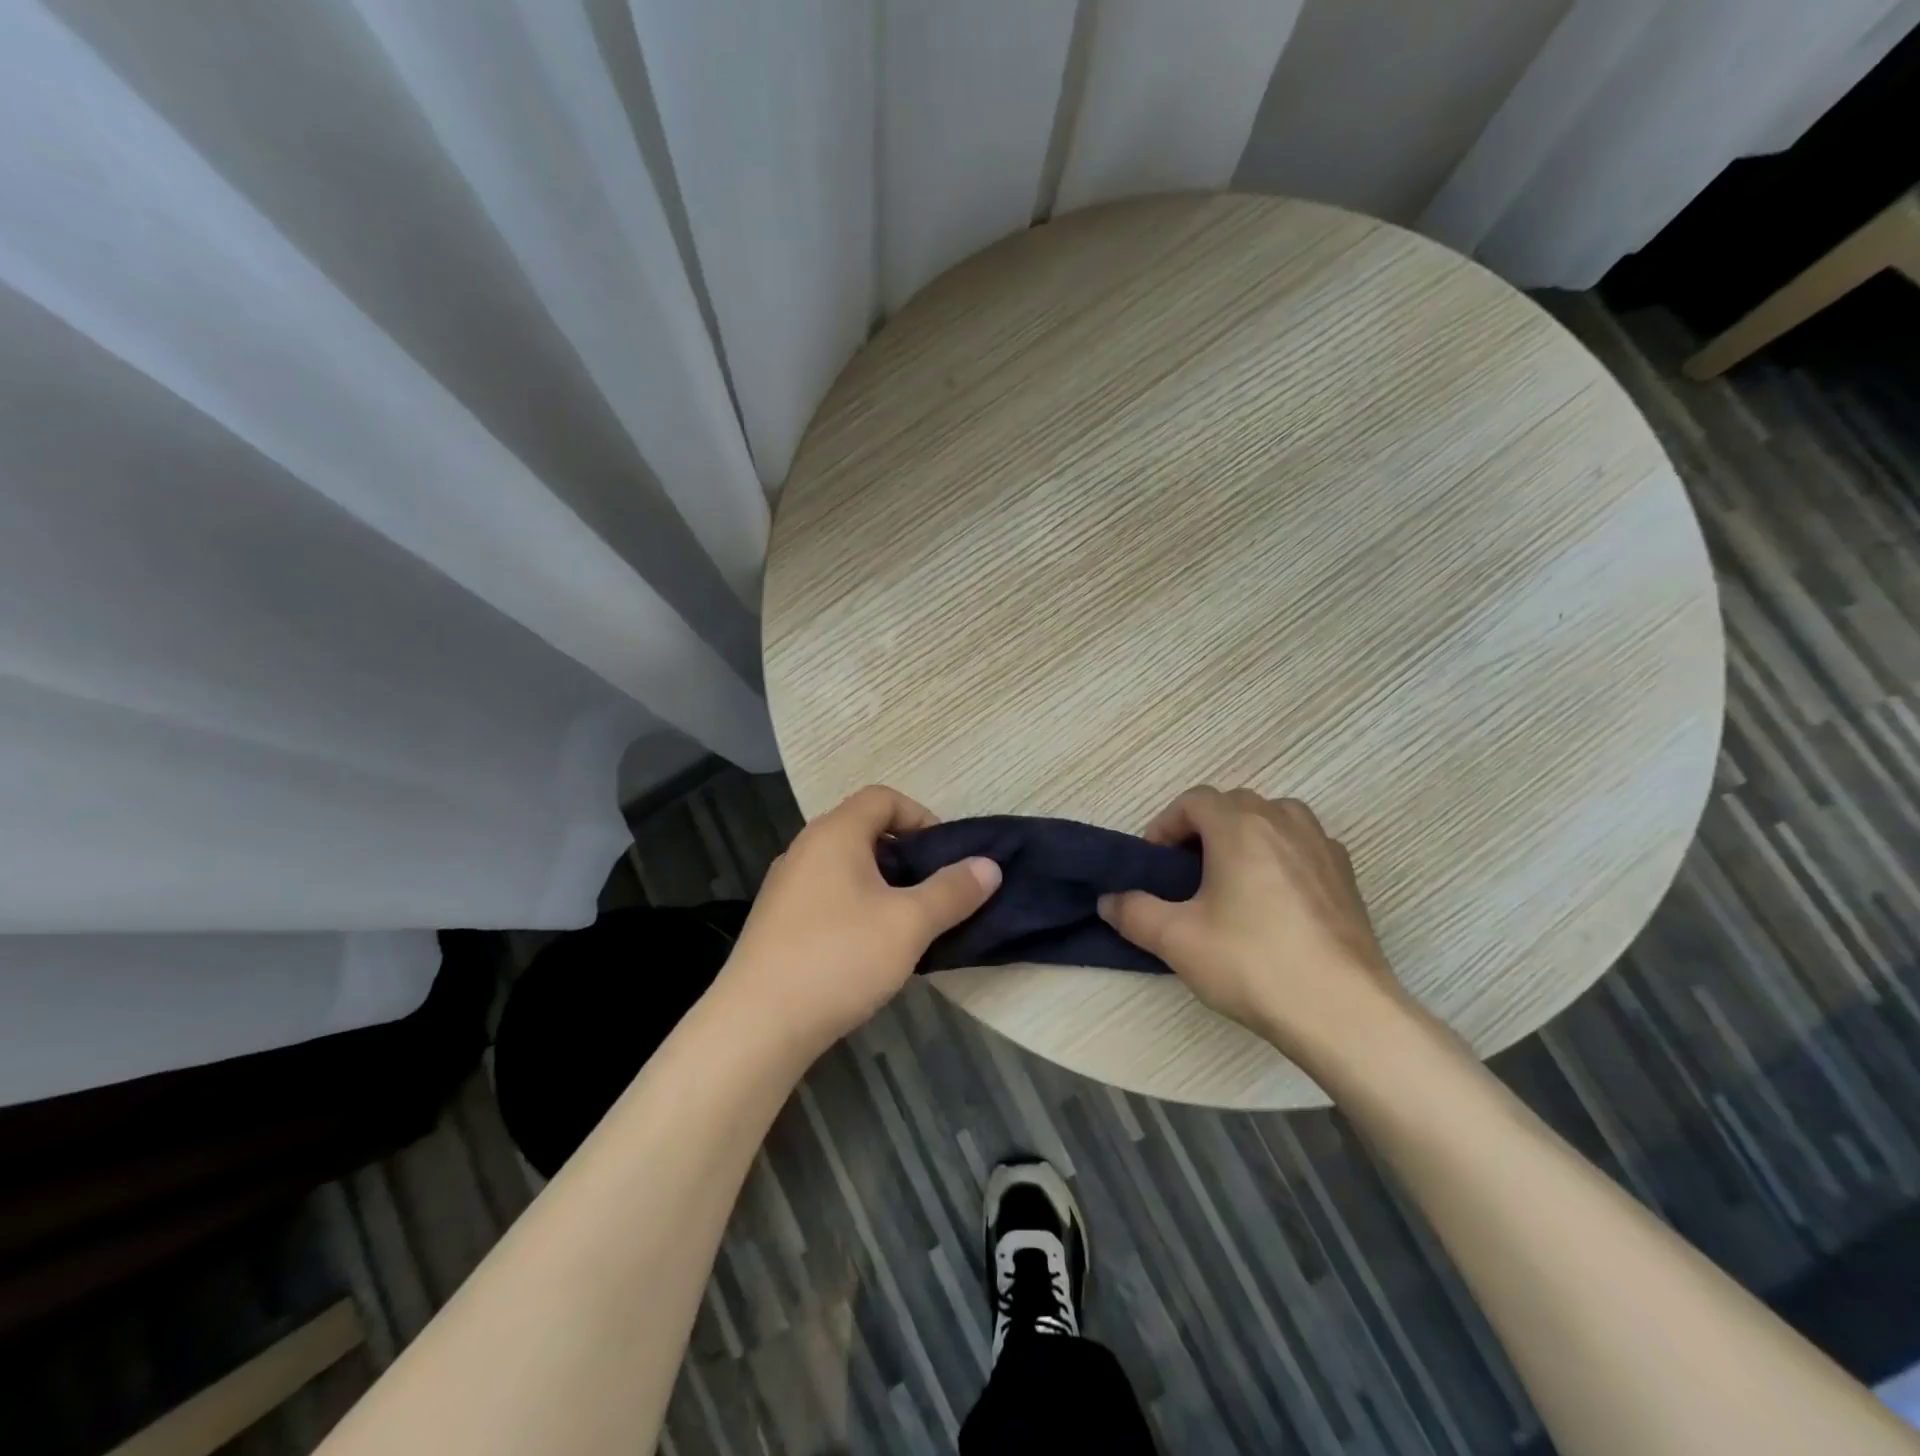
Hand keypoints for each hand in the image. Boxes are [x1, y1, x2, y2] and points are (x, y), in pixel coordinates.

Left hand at [719, 785, 1000, 1055]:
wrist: (757, 1025)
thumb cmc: (839, 958)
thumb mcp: (909, 924)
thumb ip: (952, 891)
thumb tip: (989, 865)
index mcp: (834, 833)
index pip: (883, 798)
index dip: (921, 817)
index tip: (944, 857)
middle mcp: (805, 849)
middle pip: (864, 831)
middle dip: (905, 856)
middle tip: (932, 893)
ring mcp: (785, 886)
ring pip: (845, 867)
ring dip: (881, 885)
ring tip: (906, 924)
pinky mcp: (776, 922)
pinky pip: (826, 896)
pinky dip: (855, 907)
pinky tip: (867, 950)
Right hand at [1098, 787, 1409, 1063]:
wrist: (1342, 1011)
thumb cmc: (1252, 963)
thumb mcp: (1176, 940)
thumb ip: (1134, 912)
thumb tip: (1108, 901)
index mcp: (1240, 826)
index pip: (1194, 800)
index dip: (1166, 825)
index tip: (1155, 863)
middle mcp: (1283, 821)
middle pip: (1233, 804)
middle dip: (1203, 829)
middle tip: (1186, 872)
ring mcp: (1321, 846)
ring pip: (1274, 818)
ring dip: (1245, 835)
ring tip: (1232, 878)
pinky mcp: (1346, 876)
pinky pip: (1304, 845)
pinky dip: (1281, 855)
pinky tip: (1275, 899)